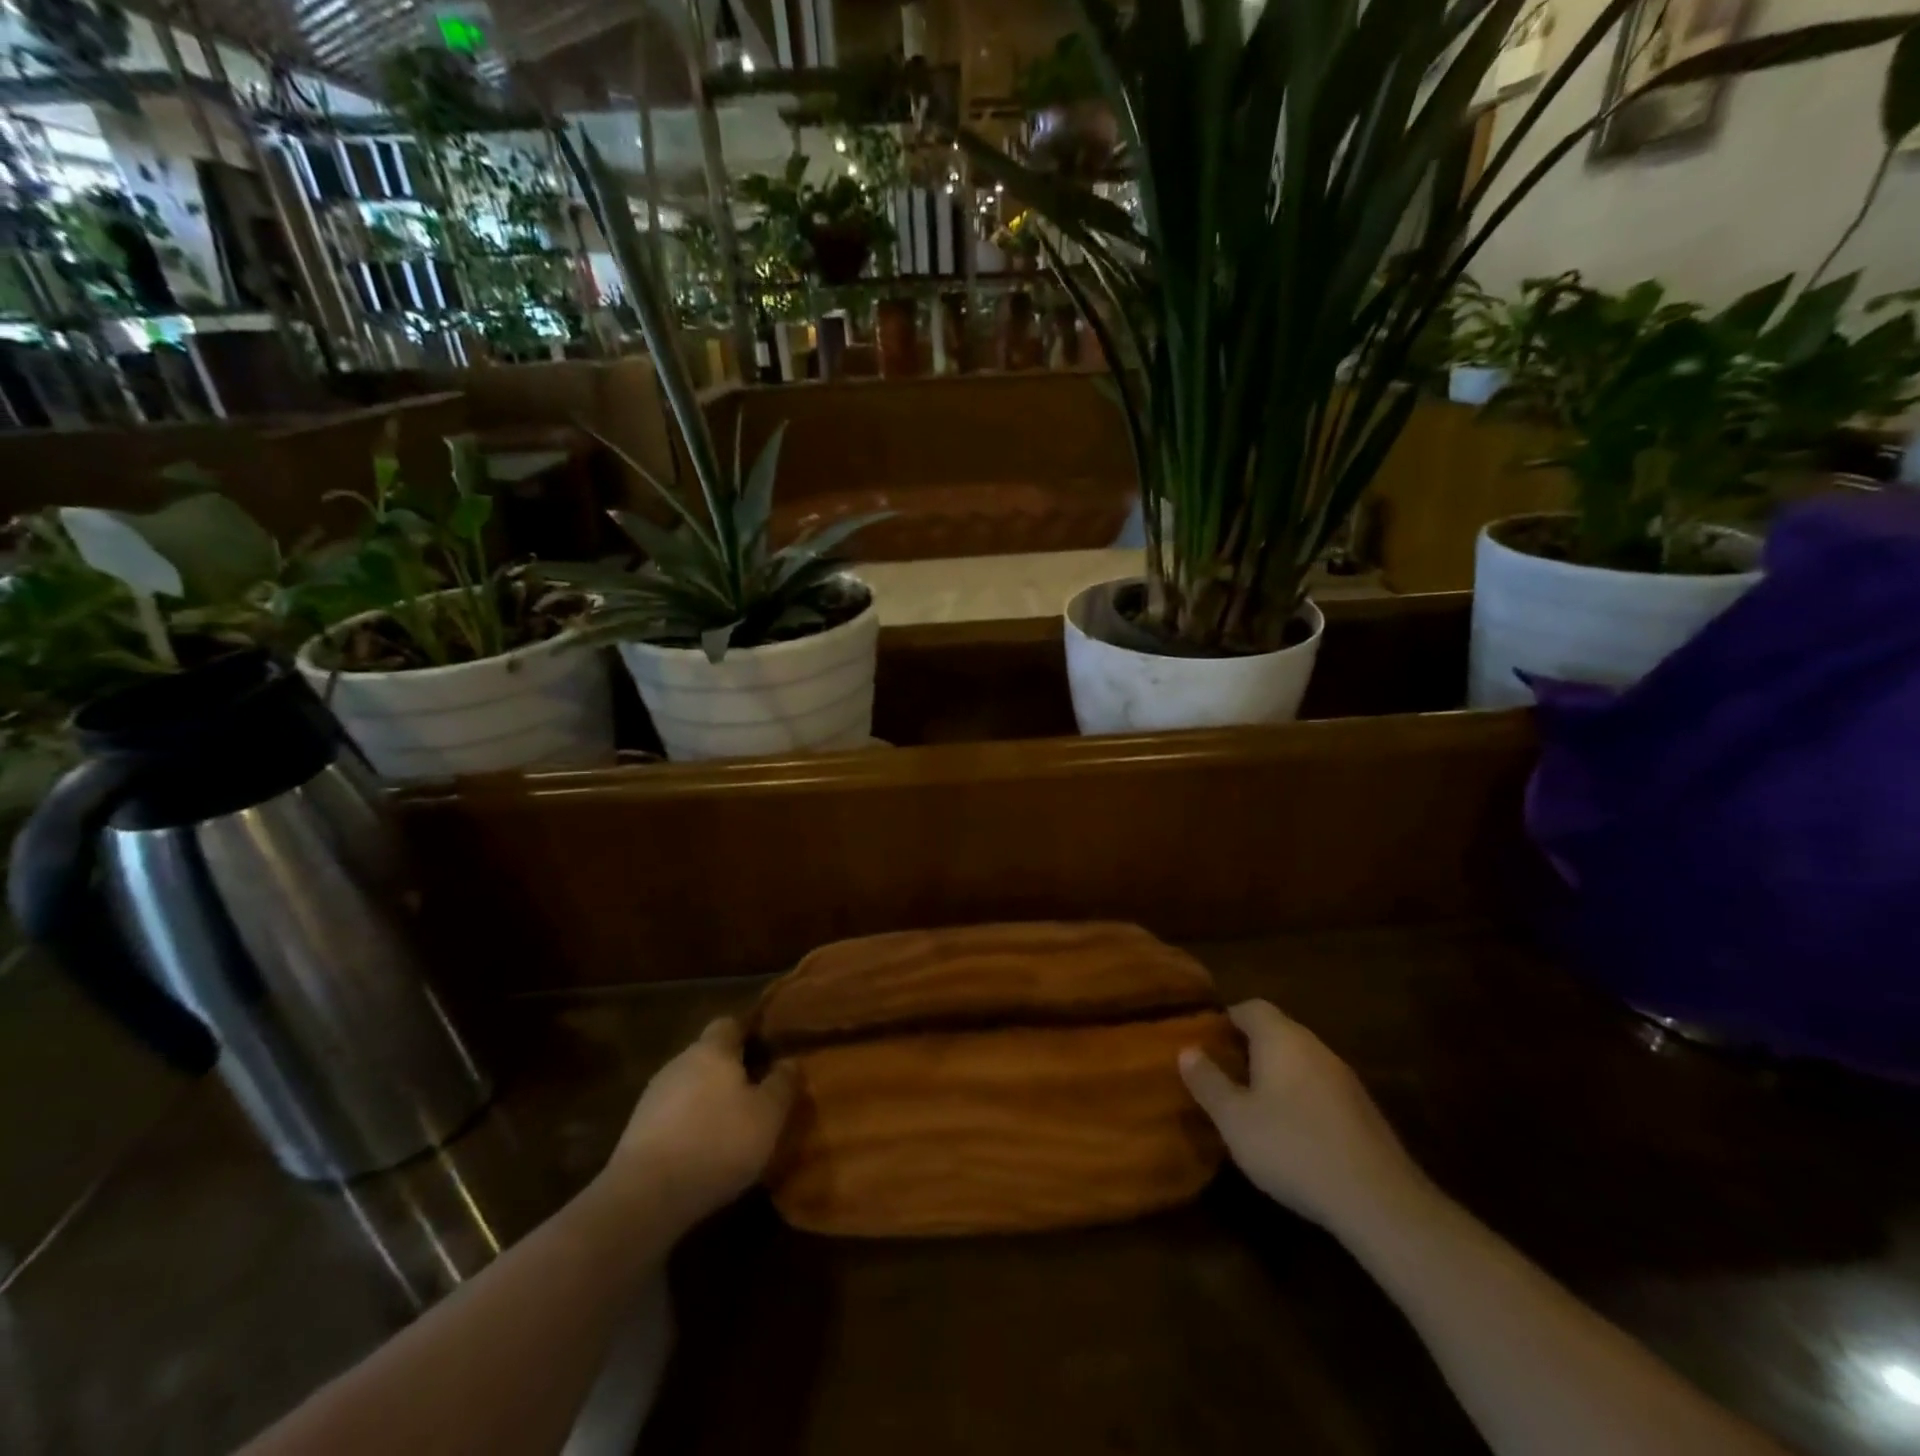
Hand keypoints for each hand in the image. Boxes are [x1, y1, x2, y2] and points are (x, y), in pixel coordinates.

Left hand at [599, 1017, 794, 1230]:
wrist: (645, 1197)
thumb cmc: (718, 1142)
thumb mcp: (768, 1115)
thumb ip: (782, 1083)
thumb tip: (789, 1062)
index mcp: (712, 1050)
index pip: (730, 1024)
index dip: (750, 1034)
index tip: (769, 1052)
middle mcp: (679, 1063)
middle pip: (709, 1056)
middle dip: (730, 1071)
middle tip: (756, 1094)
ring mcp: (653, 1097)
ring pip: (689, 1087)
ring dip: (708, 1101)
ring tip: (731, 1129)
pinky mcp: (636, 1132)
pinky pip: (672, 1117)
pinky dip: (689, 1127)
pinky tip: (702, 1153)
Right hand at [1180, 1000, 1429, 1233]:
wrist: (1378, 1201)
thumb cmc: (1293, 1148)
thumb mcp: (1234, 1119)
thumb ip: (1208, 1082)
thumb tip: (1187, 1050)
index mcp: (1281, 1038)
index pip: (1251, 1007)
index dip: (1226, 1019)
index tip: (1206, 1040)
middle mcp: (1314, 1046)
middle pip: (1277, 1031)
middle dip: (1248, 1047)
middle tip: (1222, 1072)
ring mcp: (1344, 1078)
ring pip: (1300, 1060)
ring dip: (1275, 1074)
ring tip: (1251, 1103)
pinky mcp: (1362, 1110)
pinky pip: (1319, 1087)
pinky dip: (1300, 1097)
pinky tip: (1291, 1132)